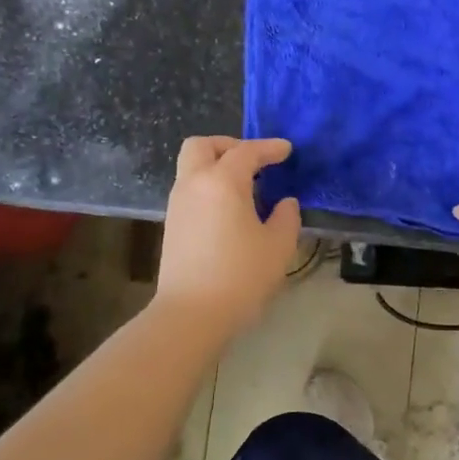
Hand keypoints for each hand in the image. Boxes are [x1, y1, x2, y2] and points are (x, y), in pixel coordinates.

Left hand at [157, 136, 300, 337]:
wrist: (191, 313)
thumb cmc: (240, 276)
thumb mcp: (278, 246)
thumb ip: (286, 217)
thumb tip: (284, 203)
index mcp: (222, 182)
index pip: (246, 152)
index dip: (269, 148)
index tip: (287, 150)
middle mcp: (193, 184)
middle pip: (202, 146)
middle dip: (229, 145)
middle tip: (254, 161)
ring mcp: (178, 204)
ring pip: (192, 167)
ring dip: (217, 167)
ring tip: (246, 188)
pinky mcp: (172, 224)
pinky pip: (190, 189)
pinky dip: (209, 187)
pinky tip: (230, 210)